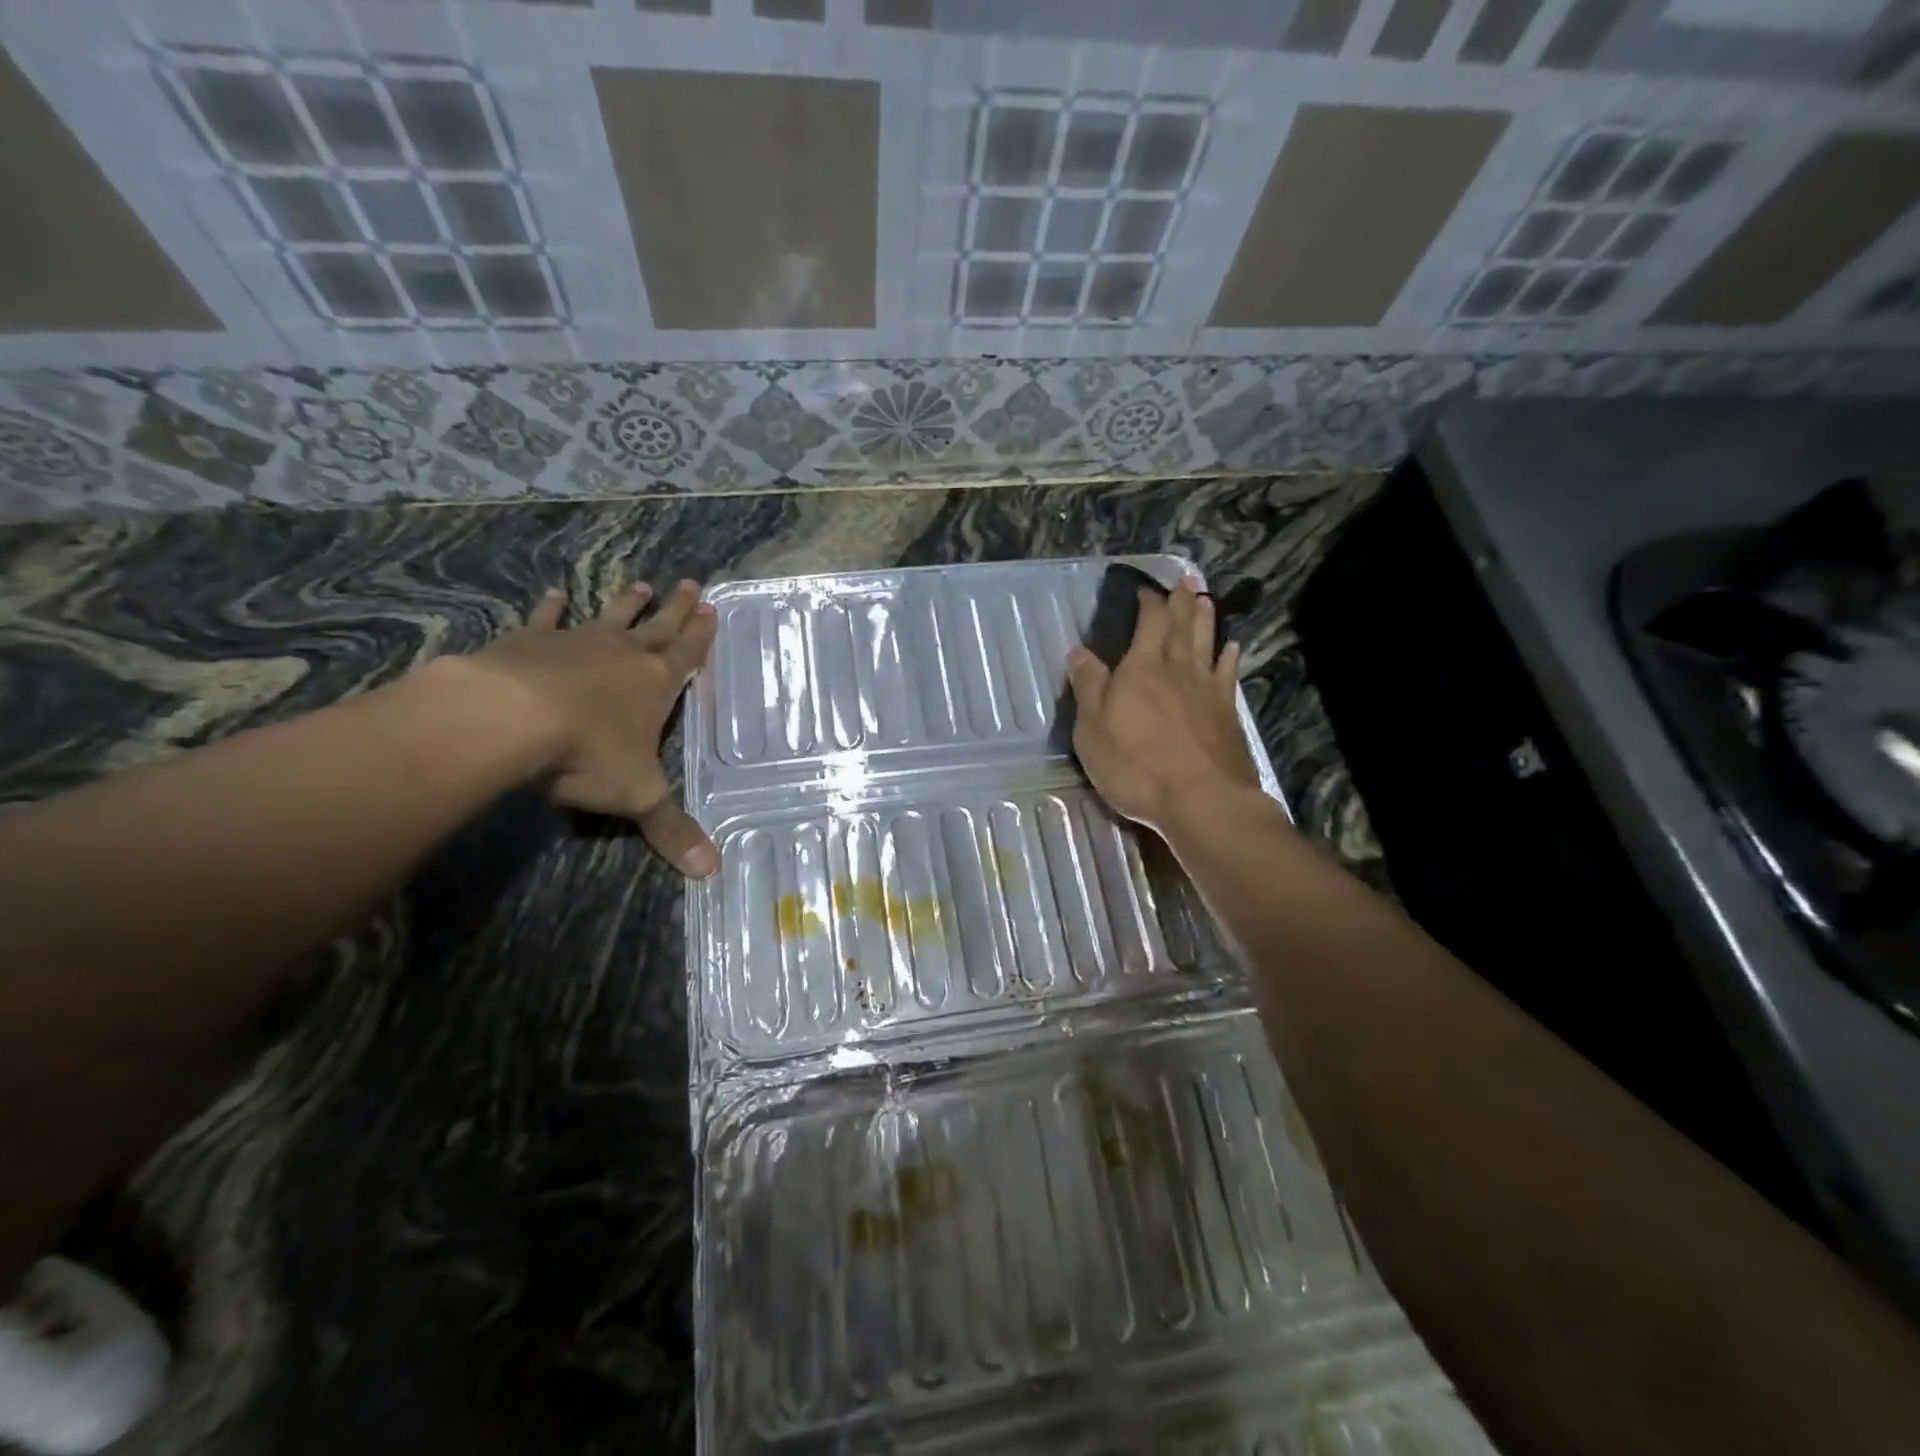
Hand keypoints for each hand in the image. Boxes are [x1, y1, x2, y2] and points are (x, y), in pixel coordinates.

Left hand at [466, 578, 719, 876]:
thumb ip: (671, 830)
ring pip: (610, 617)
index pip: (688, 655)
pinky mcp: (530, 641)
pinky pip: (545, 620)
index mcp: (656, 685)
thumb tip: (710, 873)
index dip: (702, 635)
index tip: (712, 608)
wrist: (513, 718)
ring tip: (641, 584)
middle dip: (677, 609)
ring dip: (627, 602)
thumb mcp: (638, 796)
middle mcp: (624, 656)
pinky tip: (553, 593)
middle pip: (659, 626)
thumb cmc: (589, 753)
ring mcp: (577, 643)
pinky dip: (549, 608)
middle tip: (691, 584)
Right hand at [1065, 579, 1258, 831]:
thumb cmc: (1135, 766)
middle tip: (1185, 579)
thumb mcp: (1093, 729)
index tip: (1146, 589)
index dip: (1148, 602)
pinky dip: (1229, 656)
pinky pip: (1228, 674)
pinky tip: (1232, 647)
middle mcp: (1177, 669)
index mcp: (1141, 669)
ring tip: (1205, 599)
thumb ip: (1088, 687)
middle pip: (1182, 626)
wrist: (1201, 799)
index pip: (1149, 622)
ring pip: (1207, 643)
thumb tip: (1079, 651)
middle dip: (1181, 600)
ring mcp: (1207, 690)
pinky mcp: (1227, 713)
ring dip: (1205, 619)